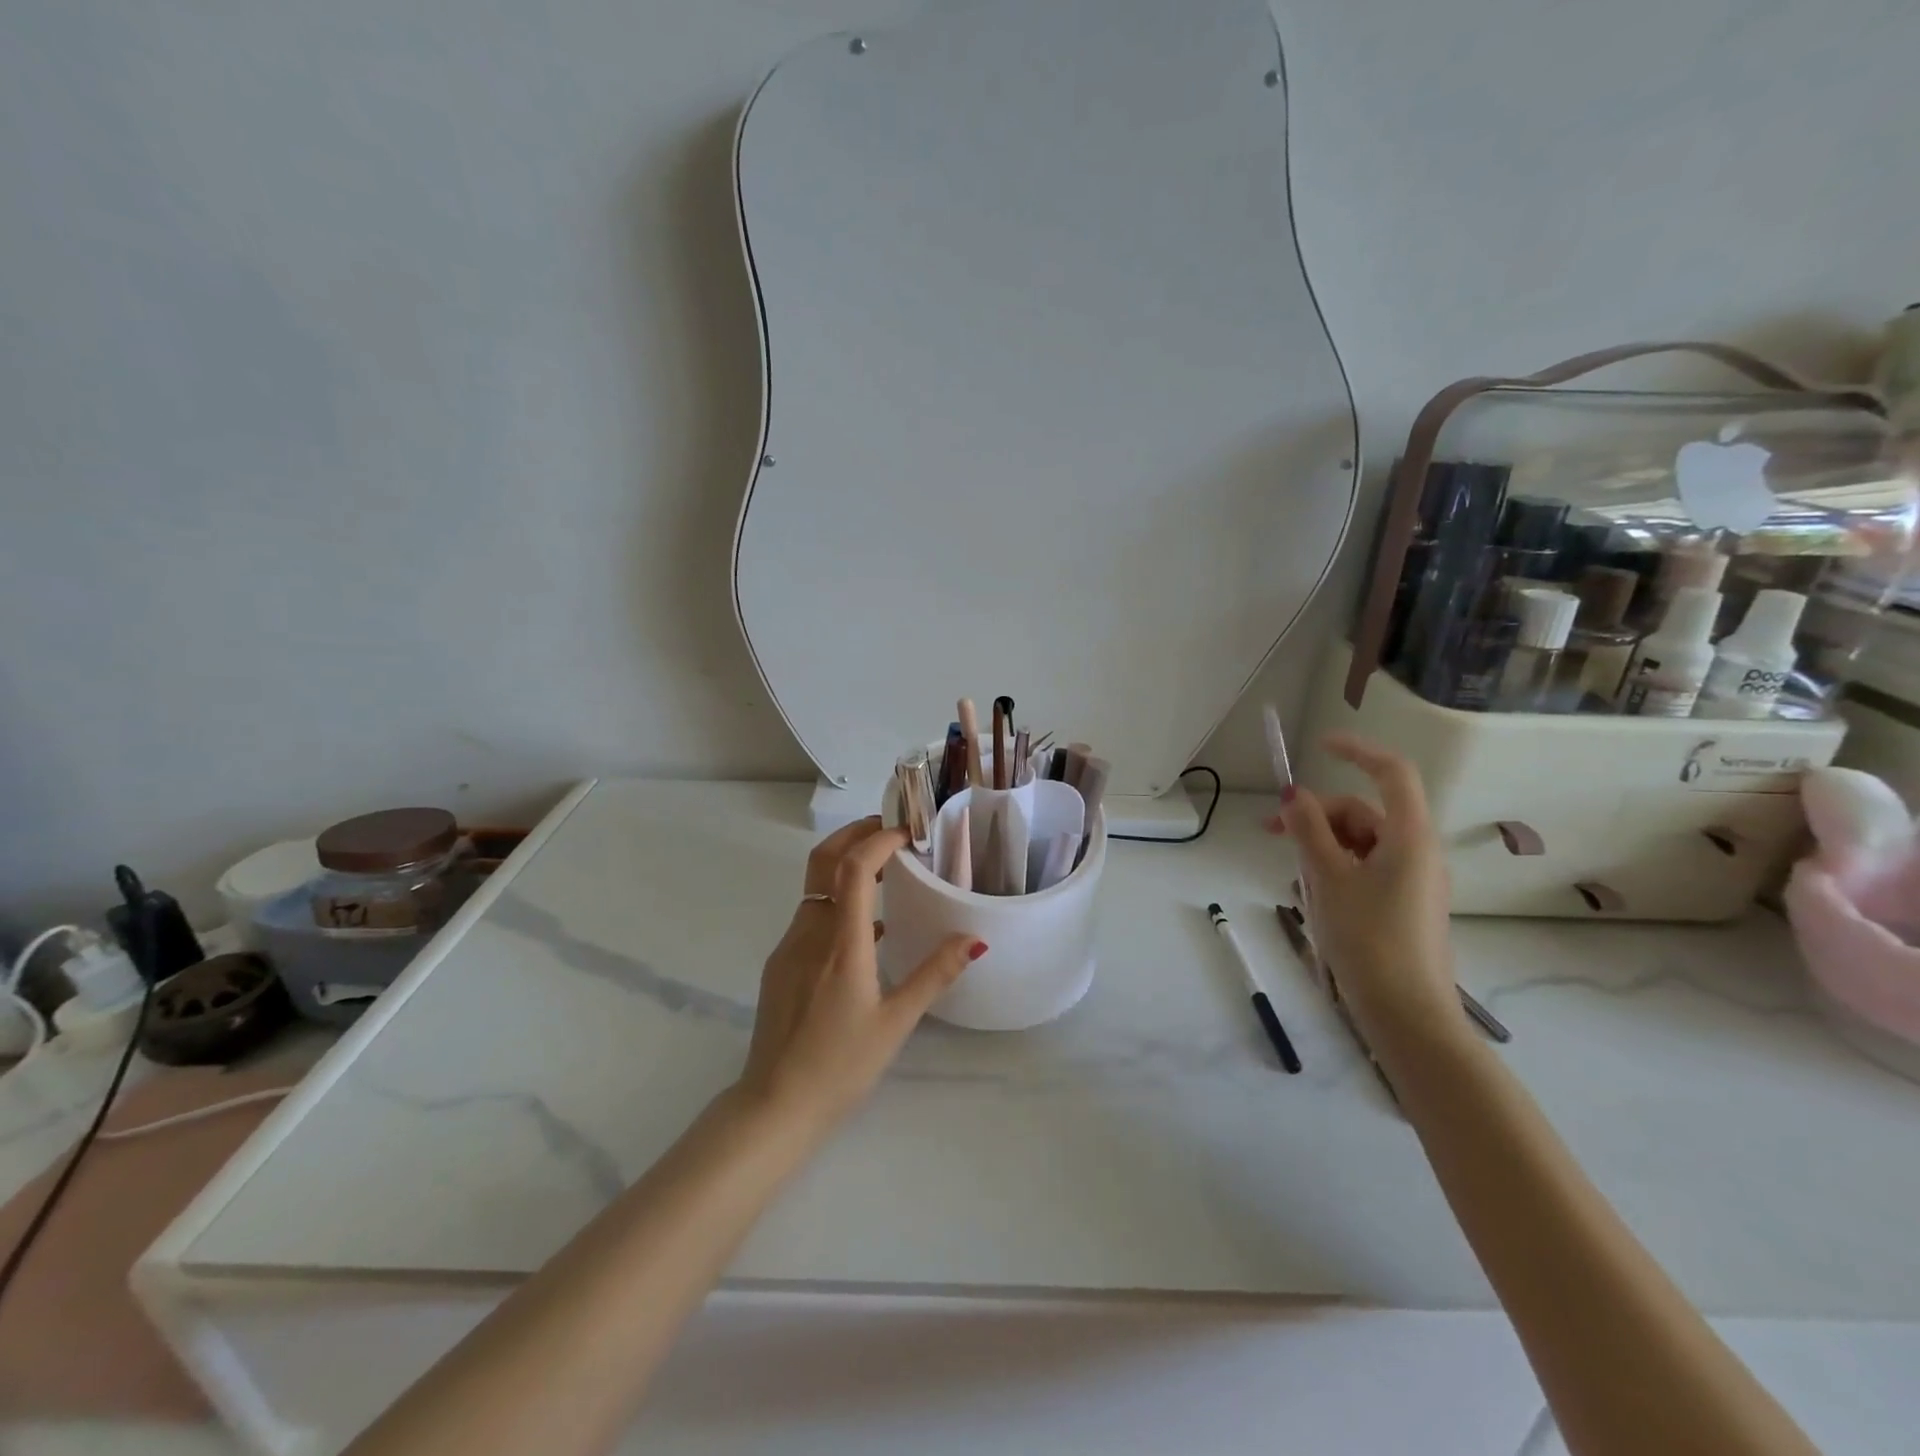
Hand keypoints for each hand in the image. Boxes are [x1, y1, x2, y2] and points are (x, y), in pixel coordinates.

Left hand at [736, 817, 983, 1132]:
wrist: (774, 1105)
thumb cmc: (840, 1066)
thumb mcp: (896, 1022)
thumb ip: (935, 975)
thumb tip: (975, 940)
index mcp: (842, 944)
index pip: (854, 868)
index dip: (879, 839)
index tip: (908, 831)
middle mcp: (810, 933)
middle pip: (823, 861)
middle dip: (854, 834)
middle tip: (891, 831)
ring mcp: (789, 947)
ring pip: (816, 887)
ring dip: (846, 867)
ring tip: (887, 873)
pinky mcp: (780, 964)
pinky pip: (811, 916)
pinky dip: (837, 901)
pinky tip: (866, 930)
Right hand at [1274, 735, 1457, 1046]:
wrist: (1406, 1013)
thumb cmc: (1368, 938)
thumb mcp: (1328, 879)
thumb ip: (1308, 831)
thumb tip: (1291, 796)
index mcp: (1409, 837)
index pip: (1391, 773)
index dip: (1357, 751)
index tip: (1319, 746)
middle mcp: (1418, 851)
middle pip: (1364, 812)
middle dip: (1317, 814)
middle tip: (1270, 832)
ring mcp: (1414, 879)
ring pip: (1362, 841)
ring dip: (1323, 843)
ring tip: (1291, 870)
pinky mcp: (1404, 903)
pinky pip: (1367, 867)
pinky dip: (1337, 866)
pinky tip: (1313, 891)